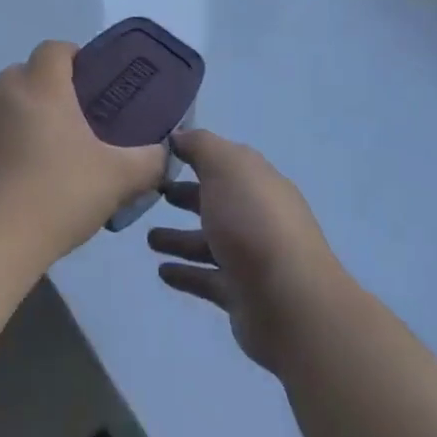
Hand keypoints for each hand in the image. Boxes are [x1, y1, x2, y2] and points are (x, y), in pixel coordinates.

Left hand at [0, 40, 168, 268]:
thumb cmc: (56, 198)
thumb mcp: (118, 180)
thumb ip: (148, 161)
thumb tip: (163, 153)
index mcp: (40, 87)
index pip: (55, 49)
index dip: (73, 59)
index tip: (88, 86)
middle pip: (24, 76)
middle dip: (45, 93)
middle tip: (67, 130)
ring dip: (14, 123)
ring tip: (34, 164)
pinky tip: (4, 188)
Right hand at [148, 129, 348, 373]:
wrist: (287, 300)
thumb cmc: (252, 221)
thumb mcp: (225, 167)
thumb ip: (200, 146)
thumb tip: (180, 136)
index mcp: (258, 181)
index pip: (226, 162)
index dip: (197, 156)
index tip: (163, 155)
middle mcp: (258, 216)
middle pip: (218, 201)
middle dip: (187, 196)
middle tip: (154, 194)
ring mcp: (251, 257)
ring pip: (209, 242)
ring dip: (180, 239)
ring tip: (148, 239)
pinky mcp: (241, 294)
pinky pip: (207, 278)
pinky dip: (185, 273)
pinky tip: (161, 271)